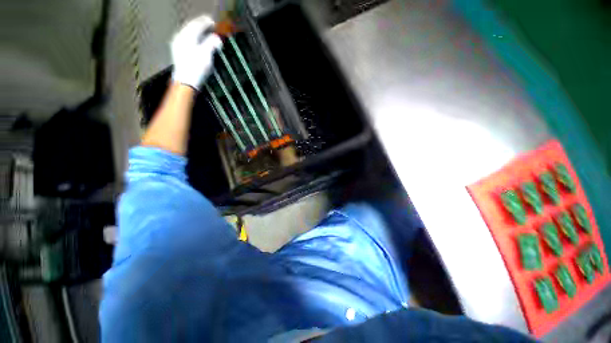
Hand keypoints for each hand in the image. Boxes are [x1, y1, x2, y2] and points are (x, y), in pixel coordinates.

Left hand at [171, 15, 222, 89]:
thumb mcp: (206, 55)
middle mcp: (181, 36)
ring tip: (204, 31)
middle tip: (209, 24)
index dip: (206, 22)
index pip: (198, 24)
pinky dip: (193, 37)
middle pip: (191, 26)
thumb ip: (212, 43)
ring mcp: (178, 44)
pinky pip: (185, 38)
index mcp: (188, 36)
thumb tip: (217, 38)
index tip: (214, 22)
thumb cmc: (197, 68)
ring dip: (196, 30)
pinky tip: (196, 40)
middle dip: (201, 25)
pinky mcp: (178, 51)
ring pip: (188, 32)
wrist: (186, 82)